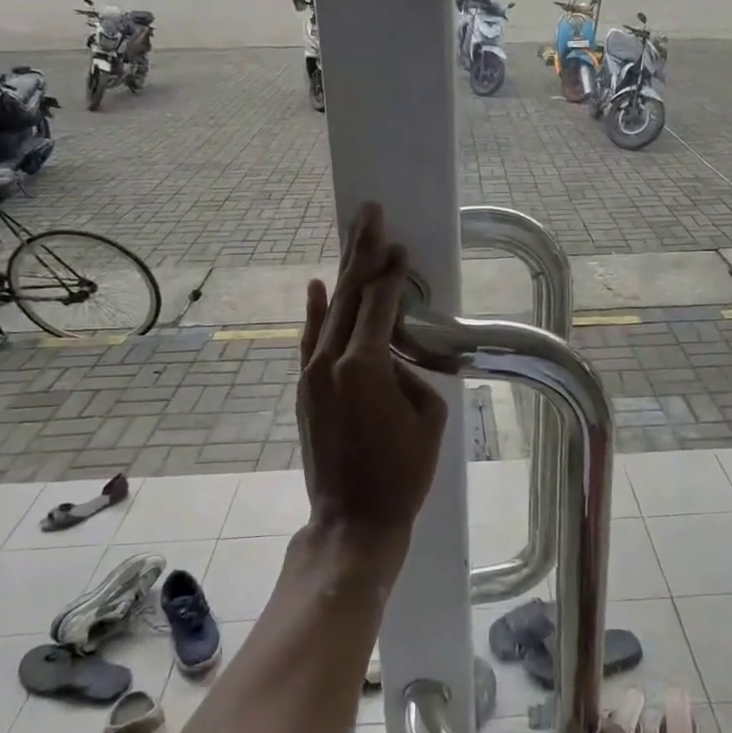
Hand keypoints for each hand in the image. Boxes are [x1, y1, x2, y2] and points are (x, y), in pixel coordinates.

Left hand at [297, 202, 447, 576]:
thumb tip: (391, 356)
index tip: (399, 246)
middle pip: (348, 295)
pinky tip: (318, 287)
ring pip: (329, 313)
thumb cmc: (402, 473)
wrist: (353, 519)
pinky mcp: (304, 390)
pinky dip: (316, 312)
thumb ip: (410, 372)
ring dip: (343, 275)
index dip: (391, 273)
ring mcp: (311, 375)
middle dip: (361, 252)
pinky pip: (311, 340)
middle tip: (369, 213)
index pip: (379, 304)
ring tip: (353, 239)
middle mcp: (330, 361)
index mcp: (364, 365)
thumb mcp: (427, 417)